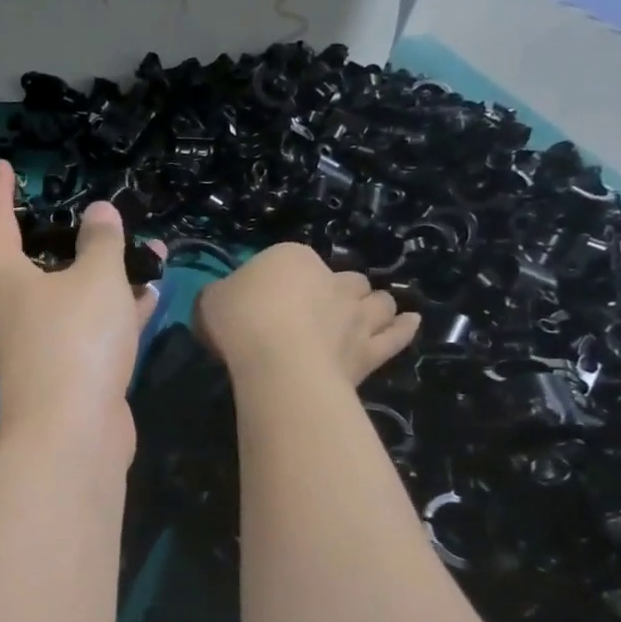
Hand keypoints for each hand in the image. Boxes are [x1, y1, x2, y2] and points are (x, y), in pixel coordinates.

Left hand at [0, 160, 160, 457]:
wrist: (73, 433)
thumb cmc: (75, 339)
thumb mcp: (95, 278)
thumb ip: (101, 241)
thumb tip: (98, 213)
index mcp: (4, 276)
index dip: (0, 191)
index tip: (4, 166)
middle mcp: (13, 307)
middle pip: (38, 260)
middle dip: (73, 237)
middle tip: (97, 215)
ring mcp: (39, 342)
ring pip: (73, 295)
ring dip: (109, 274)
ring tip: (150, 250)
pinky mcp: (66, 370)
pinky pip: (91, 328)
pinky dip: (116, 311)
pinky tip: (152, 295)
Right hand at [195, 242, 418, 386]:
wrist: (277, 361)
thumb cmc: (240, 322)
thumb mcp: (210, 301)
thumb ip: (221, 295)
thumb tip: (225, 298)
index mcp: (292, 259)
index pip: (292, 262)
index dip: (282, 280)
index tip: (268, 300)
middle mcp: (333, 281)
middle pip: (345, 280)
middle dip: (338, 290)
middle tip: (320, 309)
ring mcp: (357, 316)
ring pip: (378, 302)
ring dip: (373, 305)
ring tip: (365, 314)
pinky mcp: (371, 351)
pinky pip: (396, 336)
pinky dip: (403, 328)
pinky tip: (410, 322)